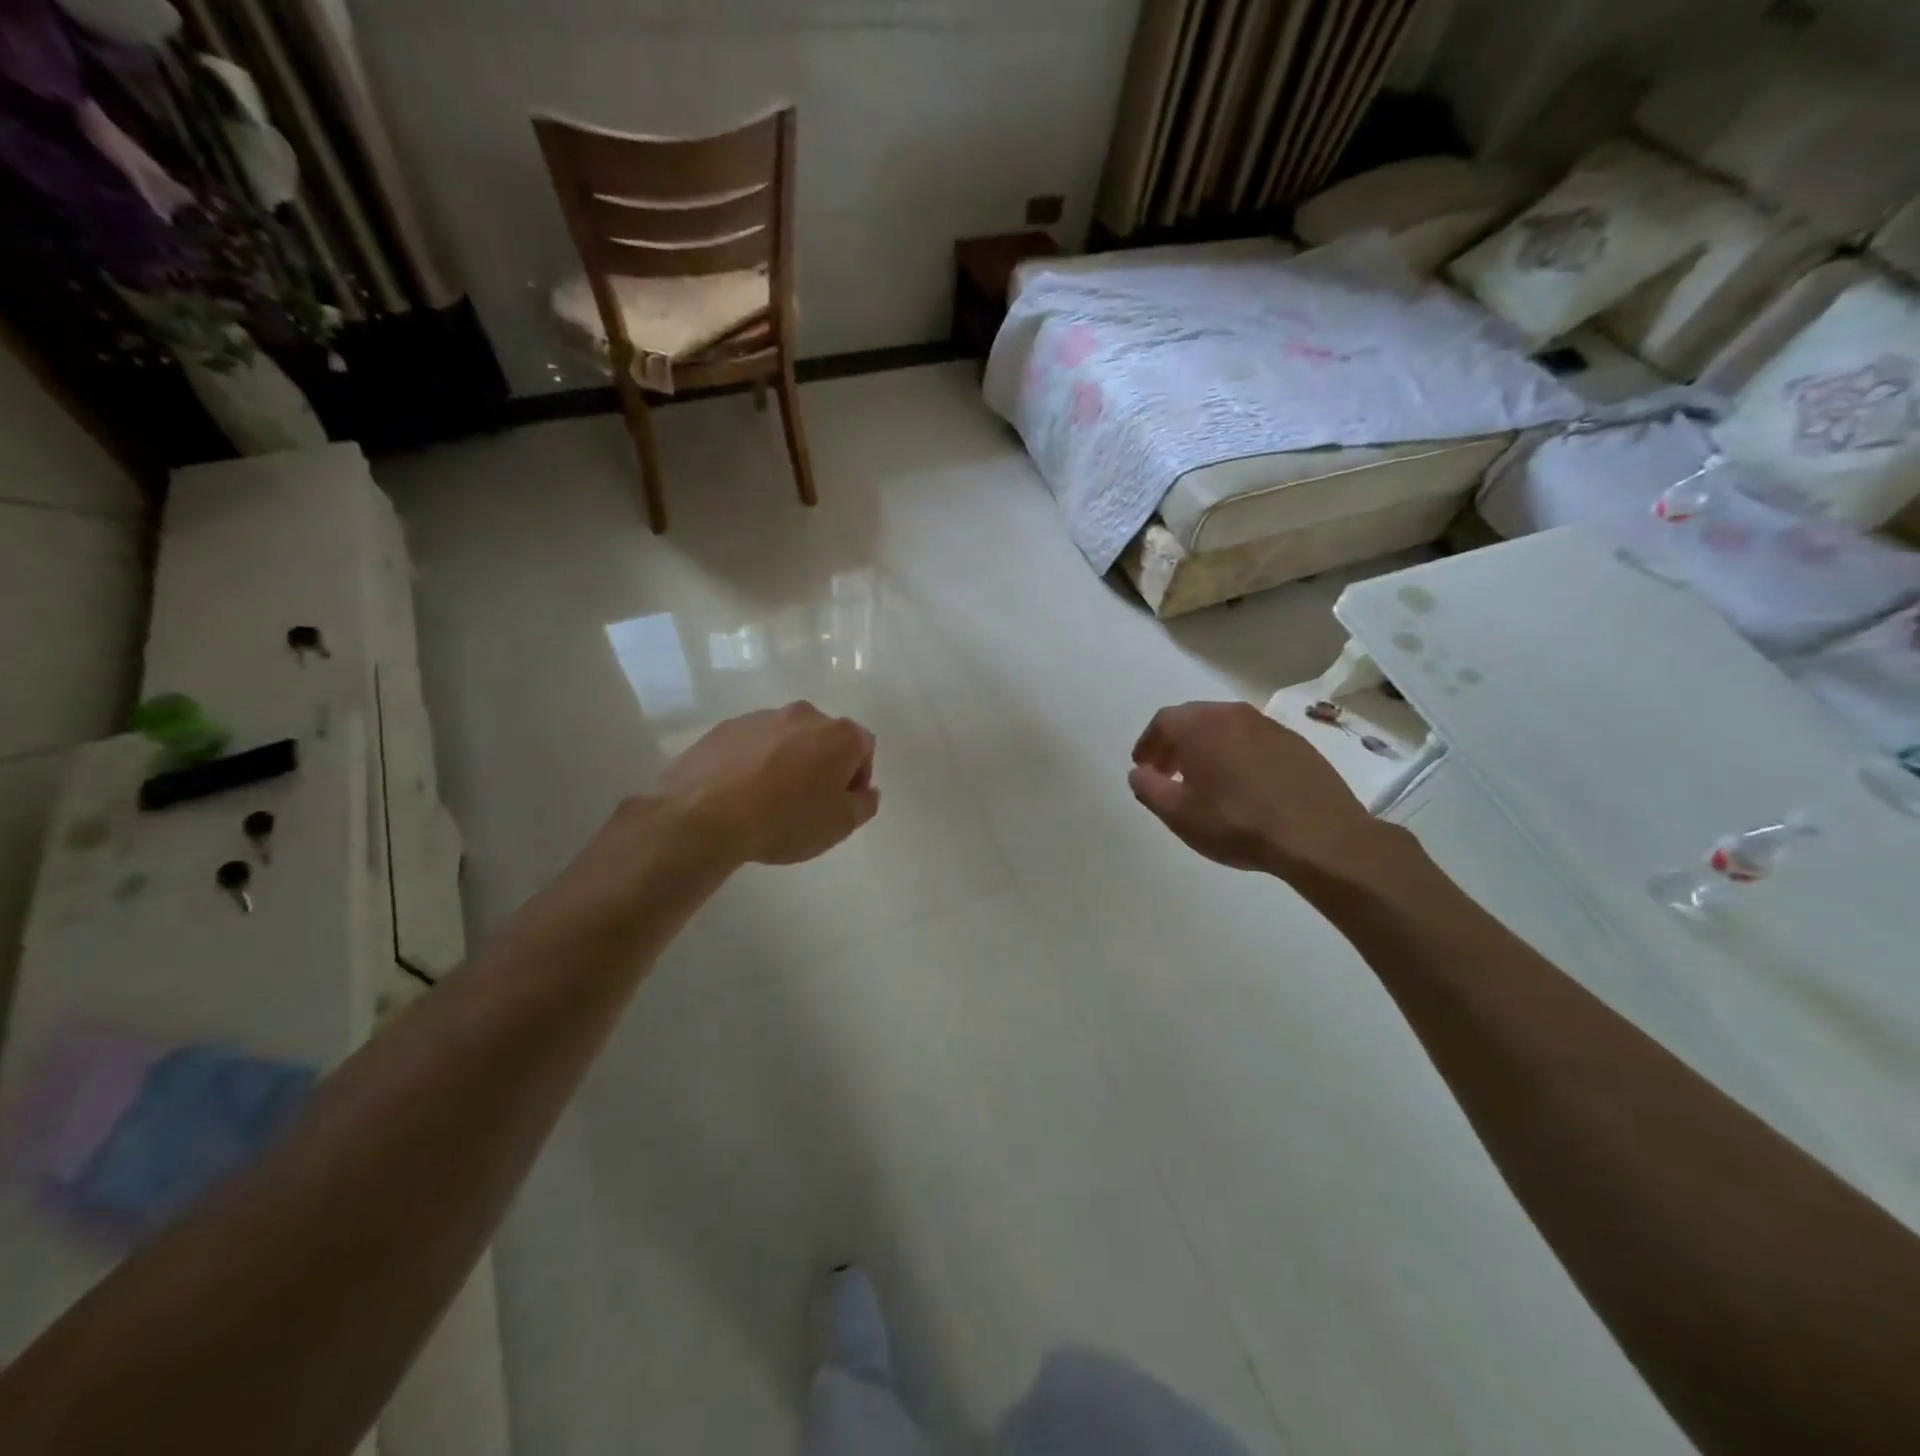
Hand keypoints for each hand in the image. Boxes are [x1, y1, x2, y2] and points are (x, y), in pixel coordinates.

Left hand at [659, 702, 879, 865]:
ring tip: (769, 799)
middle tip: (808, 802)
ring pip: (786, 738)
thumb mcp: (840, 825)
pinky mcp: (725, 727)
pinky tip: (740, 793)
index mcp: (838, 734)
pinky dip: (753, 762)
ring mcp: (760, 717)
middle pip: (824, 738)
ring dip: (787, 762)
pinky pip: (751, 744)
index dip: (857, 777)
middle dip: (822, 764)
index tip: (841, 803)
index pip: (864, 746)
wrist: (705, 816)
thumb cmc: (786, 820)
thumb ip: (864, 804)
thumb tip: (865, 791)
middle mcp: (803, 715)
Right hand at [1128, 701, 1393, 880]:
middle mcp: (1233, 714)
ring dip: (1208, 747)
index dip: (1148, 744)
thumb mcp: (1179, 814)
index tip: (1144, 767)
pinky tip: (1243, 785)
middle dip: (1176, 743)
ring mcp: (1269, 726)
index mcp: (1200, 725)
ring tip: (1205, 780)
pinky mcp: (1296, 743)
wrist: (1319, 836)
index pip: (1163, 722)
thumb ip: (1148, 788)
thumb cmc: (1237, 823)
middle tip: (1169, 772)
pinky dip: (1238, 754)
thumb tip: (1139, 772)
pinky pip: (1254, 741)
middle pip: (1194, 719)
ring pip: (1226, 728)